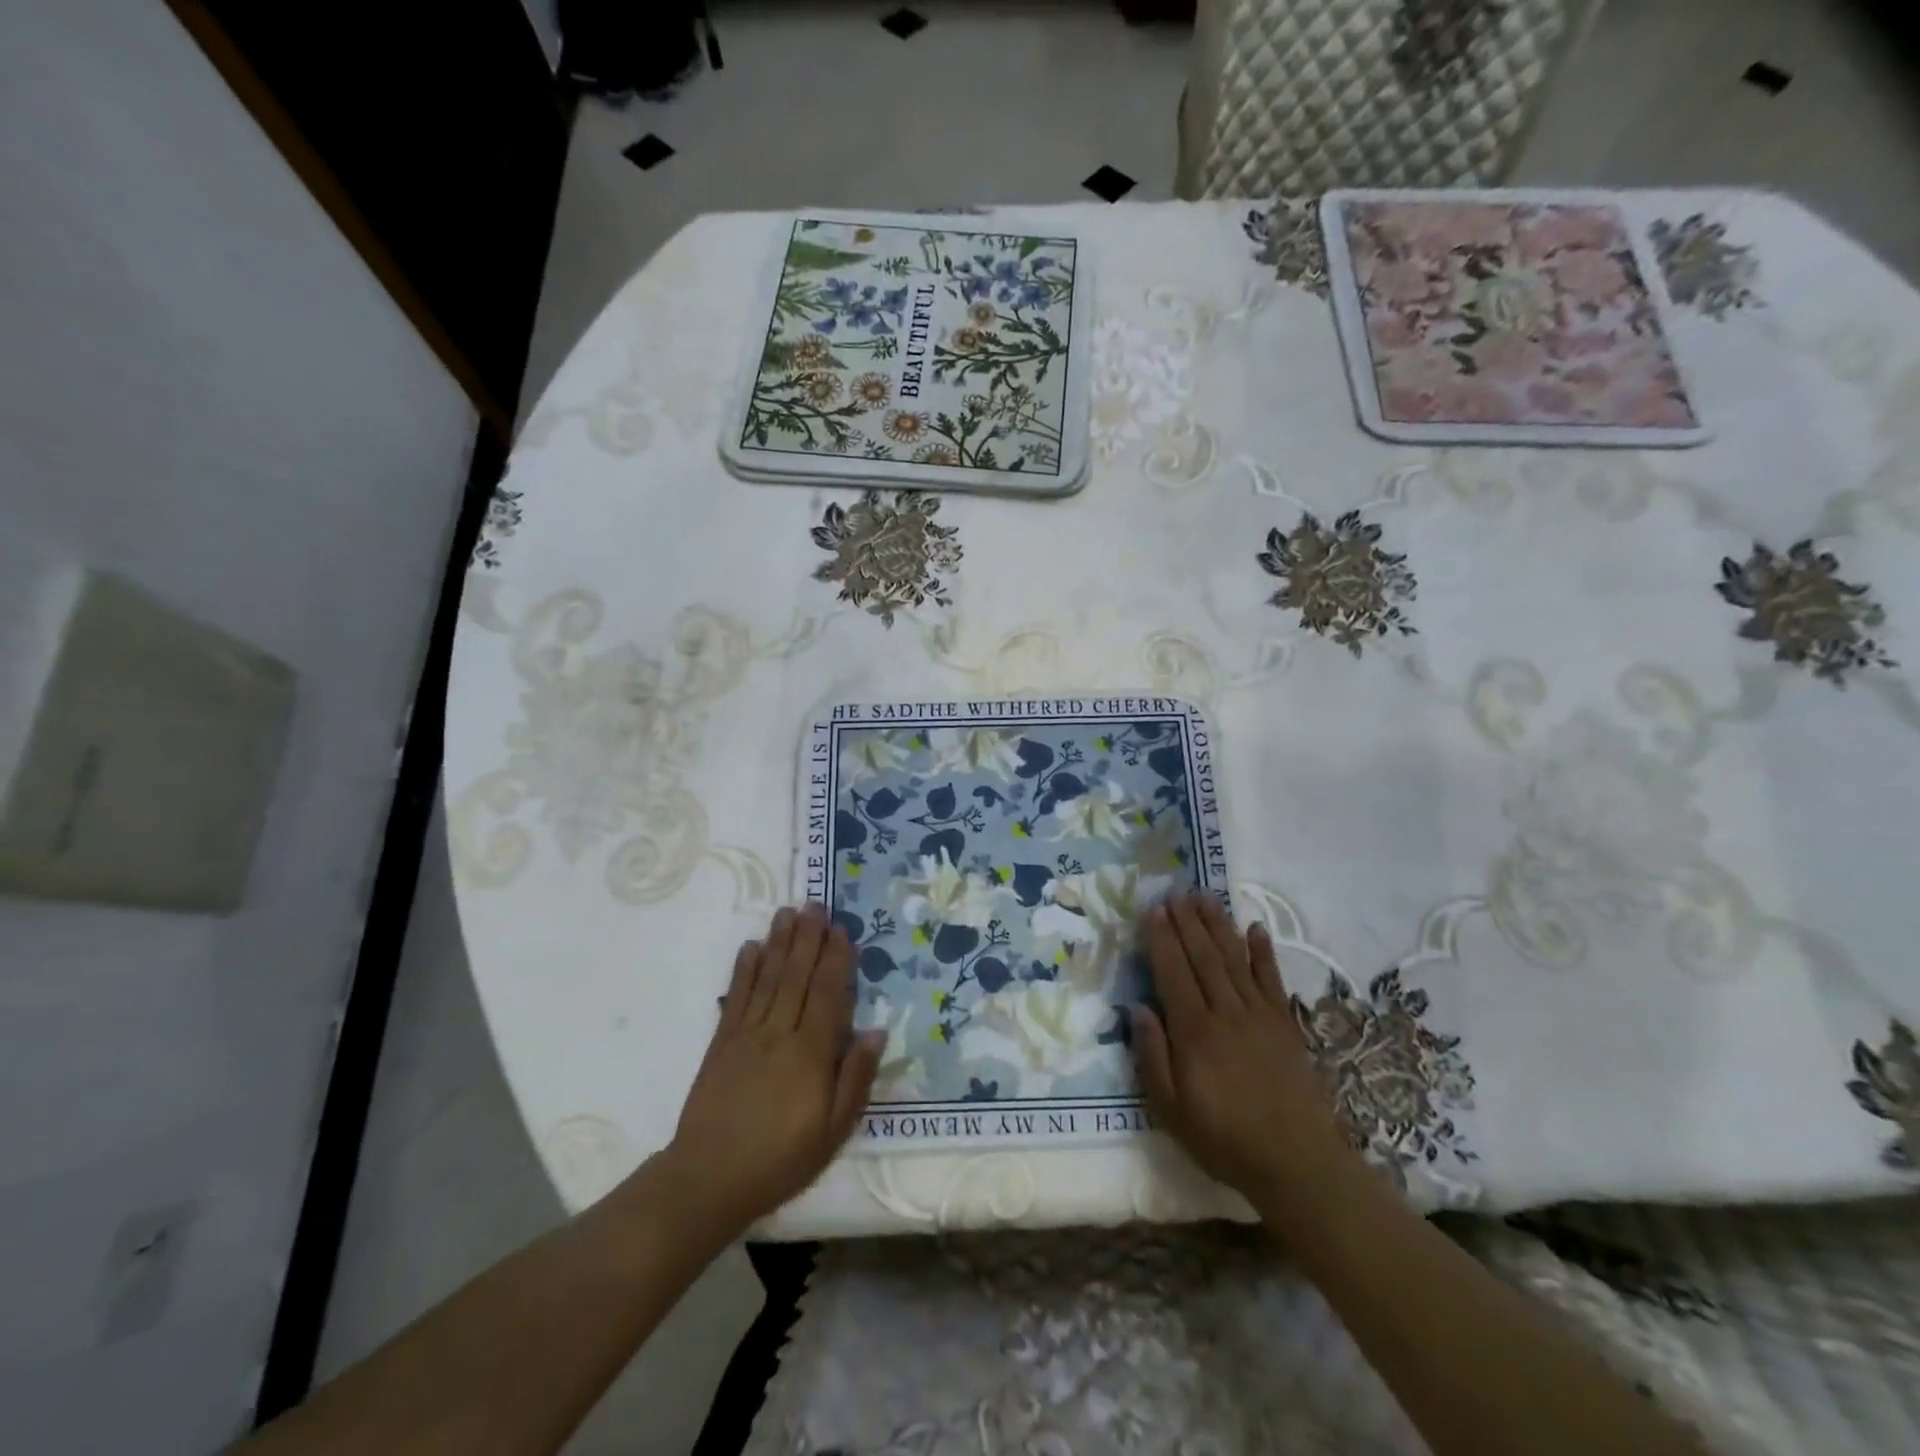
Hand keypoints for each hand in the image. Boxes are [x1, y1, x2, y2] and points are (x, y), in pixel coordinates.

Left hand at [661, 905, 881, 1236]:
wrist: (709, 1179)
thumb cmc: (781, 1159)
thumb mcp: (833, 1131)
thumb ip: (855, 1078)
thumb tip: (875, 1031)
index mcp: (811, 1054)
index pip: (828, 995)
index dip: (836, 960)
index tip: (842, 930)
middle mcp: (780, 1033)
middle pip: (797, 977)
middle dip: (808, 938)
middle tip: (816, 904)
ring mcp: (747, 1035)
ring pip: (769, 979)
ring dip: (780, 943)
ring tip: (788, 912)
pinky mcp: (722, 1042)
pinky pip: (736, 997)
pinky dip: (745, 970)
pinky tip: (752, 947)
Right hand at [1132, 893, 1351, 1205]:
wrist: (1297, 1164)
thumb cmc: (1225, 1140)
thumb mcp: (1171, 1110)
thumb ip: (1152, 1057)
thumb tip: (1138, 1008)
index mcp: (1195, 1033)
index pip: (1173, 973)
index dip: (1163, 940)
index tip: (1154, 910)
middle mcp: (1226, 1013)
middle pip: (1203, 957)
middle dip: (1188, 922)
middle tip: (1176, 892)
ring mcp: (1260, 1016)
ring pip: (1235, 959)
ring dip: (1219, 926)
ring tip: (1205, 897)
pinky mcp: (1286, 1026)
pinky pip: (1272, 980)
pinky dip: (1264, 952)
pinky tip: (1256, 929)